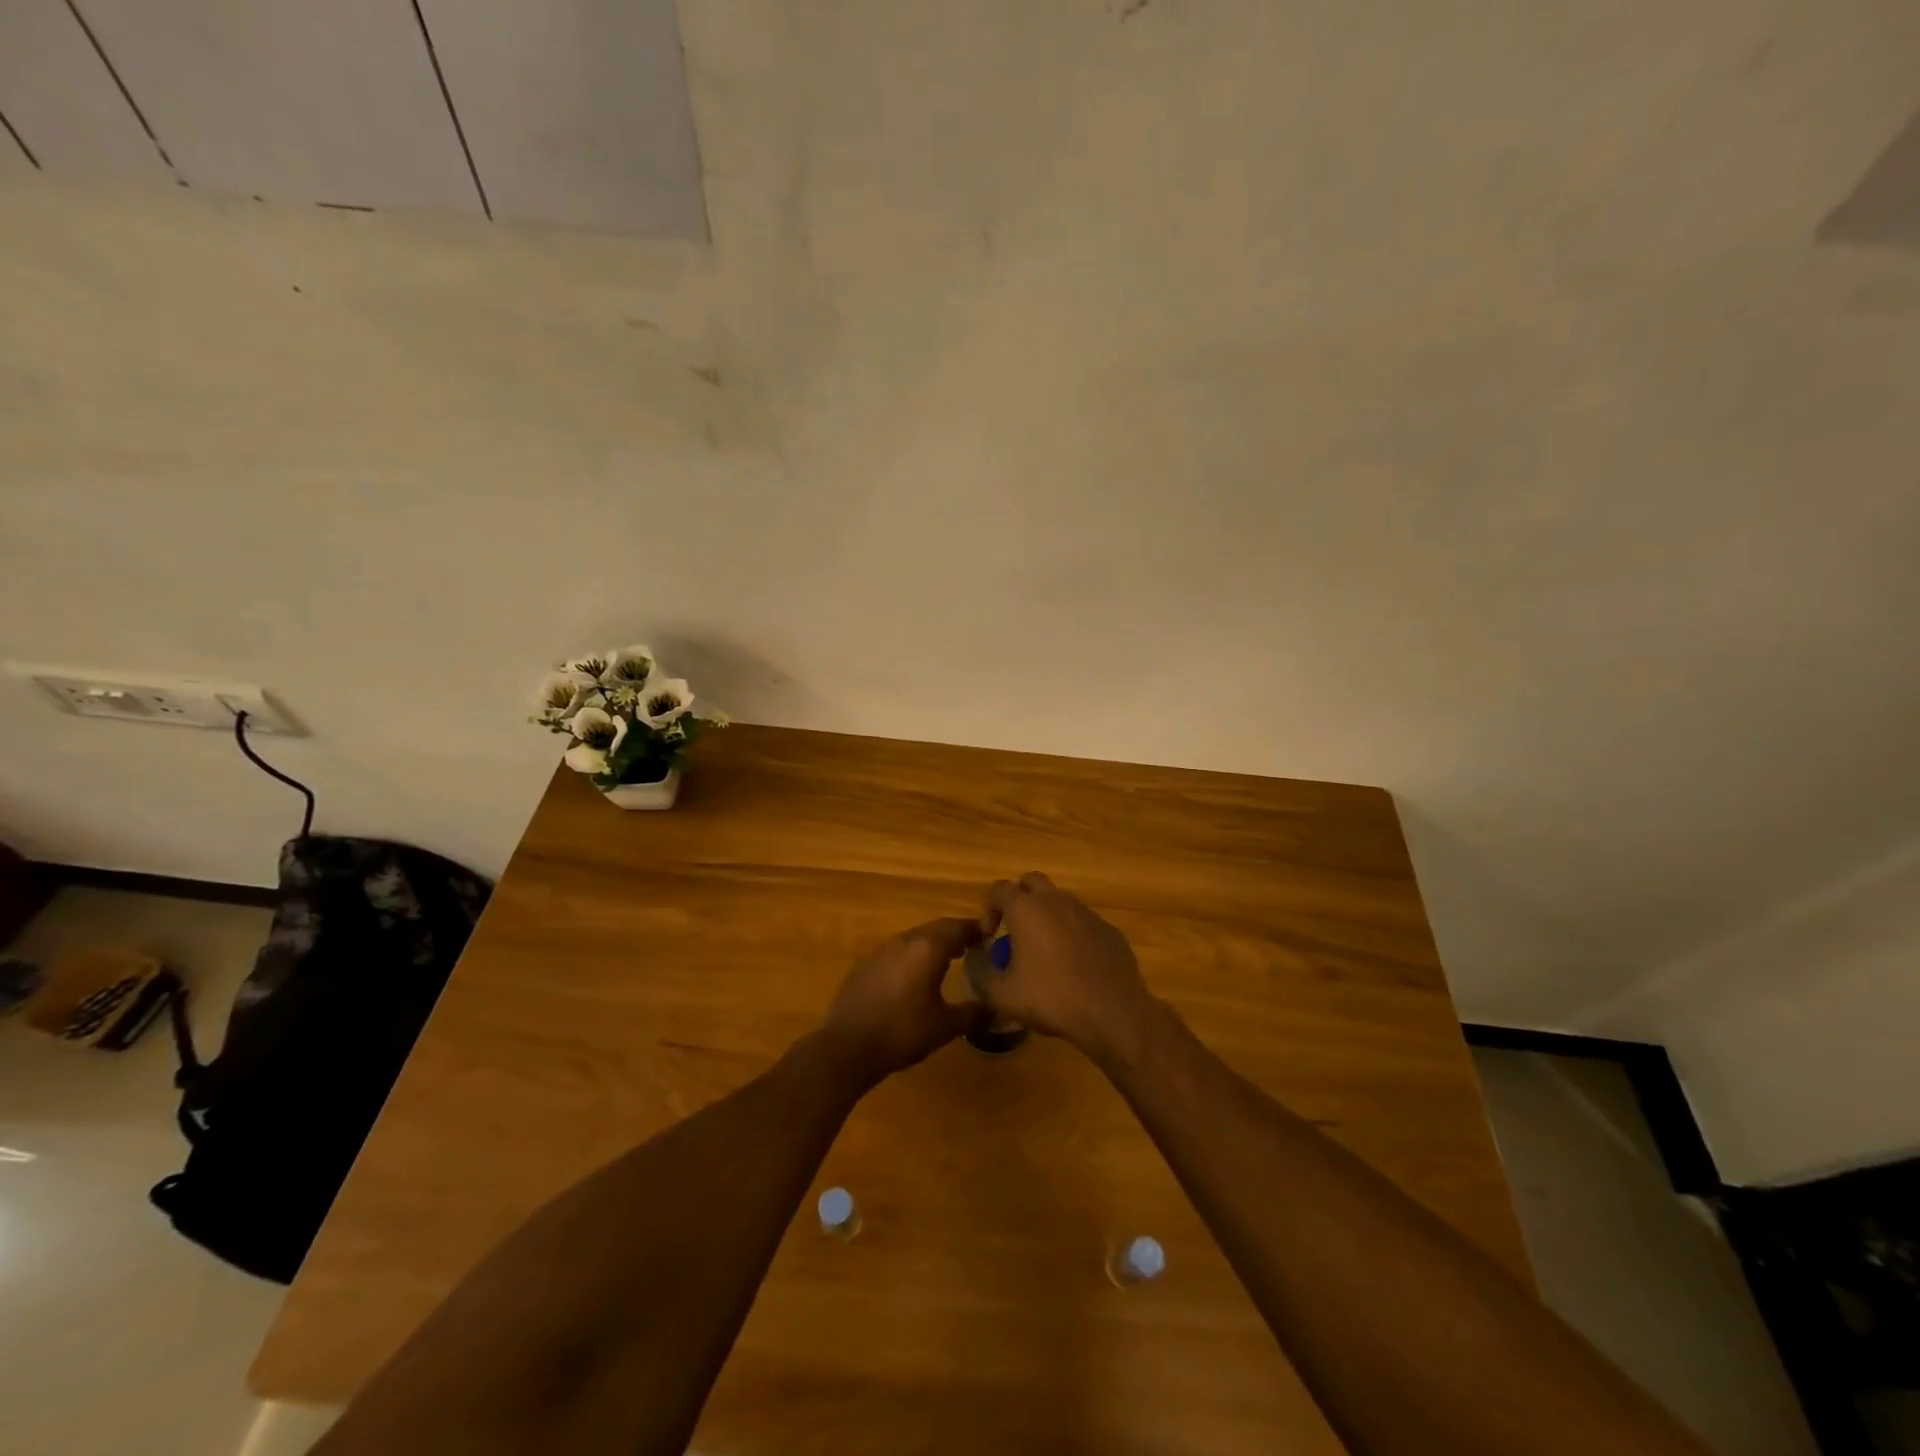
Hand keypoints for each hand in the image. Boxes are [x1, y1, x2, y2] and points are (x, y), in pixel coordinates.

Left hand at [818, 917, 985, 1085]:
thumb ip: (973, 1014)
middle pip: (936, 928)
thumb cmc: (903, 1032)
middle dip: (955, 934)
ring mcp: (881, 950)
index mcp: (928, 948)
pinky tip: (912, 978)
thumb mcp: (945, 1027)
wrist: (847, 1046)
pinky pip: (896, 952)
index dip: (976, 929)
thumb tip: (995, 1010)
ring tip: (946, 960)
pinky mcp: (864, 965)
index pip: (958, 927)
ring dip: (932, 944)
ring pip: (914, 938)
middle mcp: (904, 941)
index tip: (990, 935)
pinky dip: (911, 957)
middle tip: (972, 946)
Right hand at [978, 872, 1156, 1059]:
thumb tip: (976, 960)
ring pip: (1060, 900)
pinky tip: (1075, 965)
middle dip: (1019, 899)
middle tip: (1016, 931)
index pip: (999, 889)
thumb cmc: (1052, 998)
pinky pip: (1083, 922)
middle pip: (1032, 881)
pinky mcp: (1109, 929)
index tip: (990, 937)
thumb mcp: (1003, 995)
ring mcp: (1086, 912)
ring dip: (1047, 916)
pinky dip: (1073, 934)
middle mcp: (1056, 900)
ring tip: (1045, 951)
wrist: (1113, 1012)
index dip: (989, 909)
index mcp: (1026, 909)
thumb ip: (981, 974)